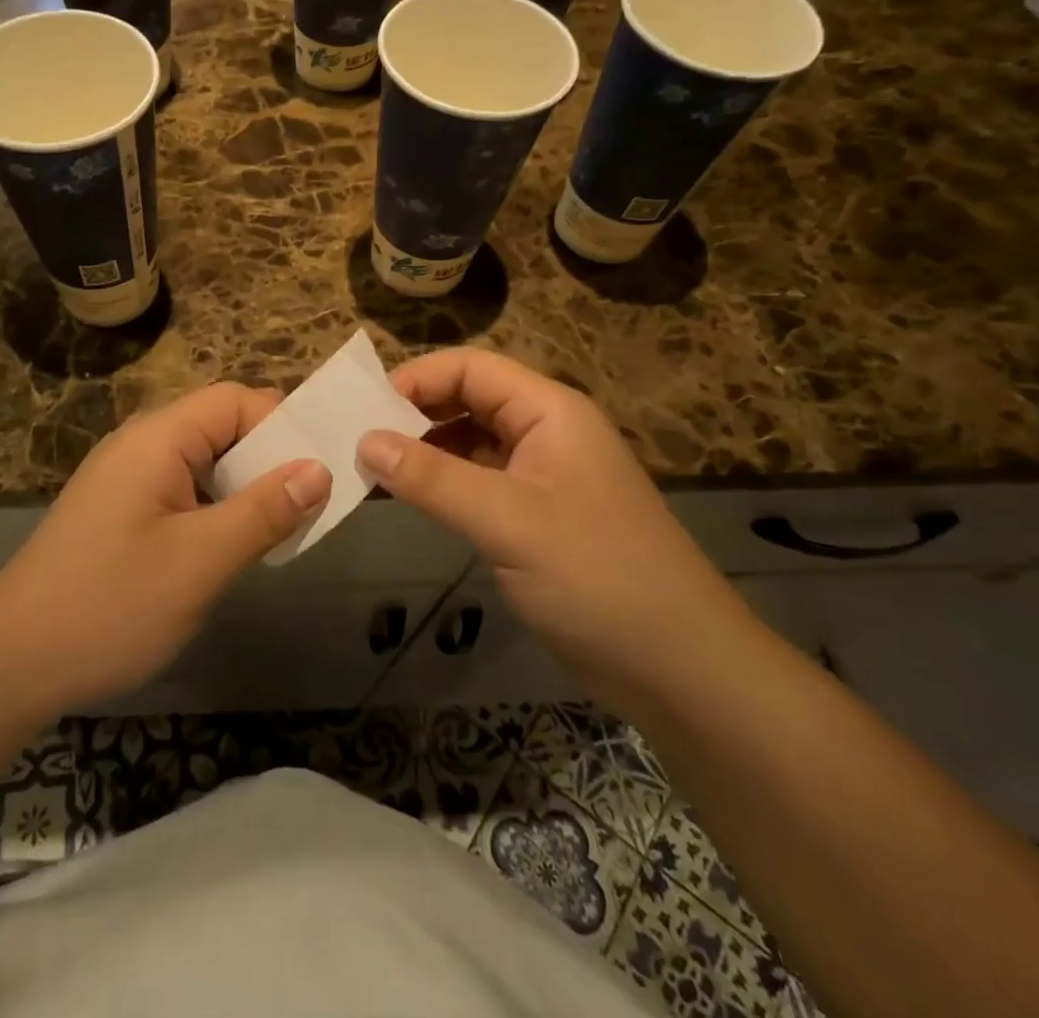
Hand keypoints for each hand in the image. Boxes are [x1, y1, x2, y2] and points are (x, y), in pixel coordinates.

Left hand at [0, 383, 331, 714]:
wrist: (9, 665)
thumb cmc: (110, 605)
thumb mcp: (200, 561)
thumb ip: (264, 511)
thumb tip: (320, 470)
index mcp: (157, 438)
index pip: (235, 400)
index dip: (281, 425)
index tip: (319, 471)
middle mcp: (140, 445)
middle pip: (220, 426)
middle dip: (269, 458)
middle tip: (310, 503)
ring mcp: (127, 479)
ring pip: (204, 462)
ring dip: (245, 487)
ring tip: (281, 527)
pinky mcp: (120, 511)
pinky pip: (183, 490)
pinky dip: (217, 508)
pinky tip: (232, 546)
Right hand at [357, 349, 748, 708]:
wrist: (681, 669)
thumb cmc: (597, 577)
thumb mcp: (506, 520)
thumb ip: (432, 478)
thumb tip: (364, 440)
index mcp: (550, 412)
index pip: (472, 368)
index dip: (417, 378)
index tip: (363, 408)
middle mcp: (547, 432)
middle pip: (470, 400)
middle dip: (415, 414)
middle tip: (358, 440)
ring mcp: (544, 476)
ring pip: (472, 442)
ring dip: (426, 451)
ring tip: (372, 470)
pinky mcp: (539, 517)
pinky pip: (480, 482)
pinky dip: (444, 485)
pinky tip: (412, 500)